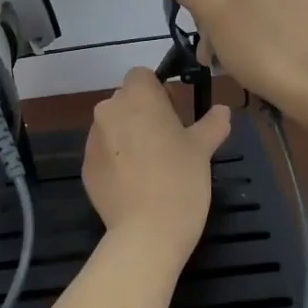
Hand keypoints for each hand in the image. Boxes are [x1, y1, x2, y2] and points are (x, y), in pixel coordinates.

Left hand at [82, 69, 230, 255]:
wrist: (147, 232)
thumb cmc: (180, 180)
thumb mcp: (203, 149)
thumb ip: (212, 123)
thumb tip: (222, 110)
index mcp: (137, 98)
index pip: (141, 76)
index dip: (158, 91)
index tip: (173, 114)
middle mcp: (109, 111)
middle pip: (126, 100)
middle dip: (143, 114)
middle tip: (167, 142)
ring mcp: (93, 140)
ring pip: (113, 126)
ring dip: (128, 137)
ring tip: (151, 167)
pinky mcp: (86, 167)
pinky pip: (104, 153)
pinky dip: (117, 161)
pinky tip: (135, 185)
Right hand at [170, 0, 307, 120]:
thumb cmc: (268, 46)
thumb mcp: (214, 12)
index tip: (206, 26)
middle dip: (229, 17)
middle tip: (218, 55)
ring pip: (273, 6)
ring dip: (252, 31)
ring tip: (244, 67)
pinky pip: (298, 24)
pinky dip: (282, 41)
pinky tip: (277, 70)